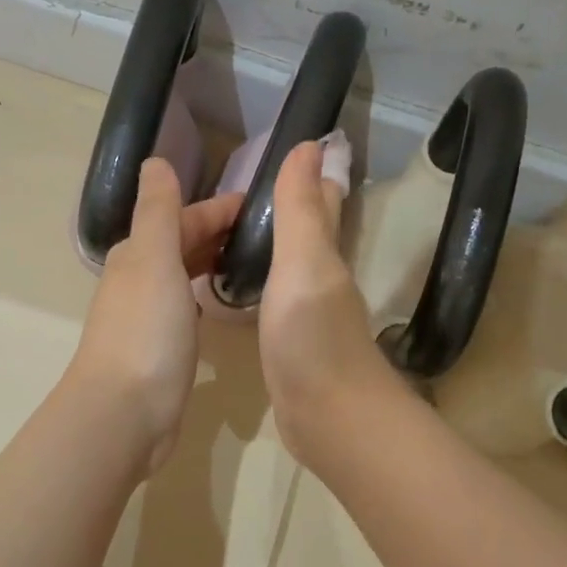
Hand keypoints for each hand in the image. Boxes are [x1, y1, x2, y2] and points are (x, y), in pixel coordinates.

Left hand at [66, 159, 244, 476]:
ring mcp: (148, 317)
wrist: (124, 412)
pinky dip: (202, 296)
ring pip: (181, 276)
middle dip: (216, 233)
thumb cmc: (146, 331)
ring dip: (209, 262)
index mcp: (137, 255)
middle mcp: (138, 281)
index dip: (216, 209)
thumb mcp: (154, 259)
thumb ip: (158, 211)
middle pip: (180, 244)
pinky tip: (220, 304)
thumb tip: (155, 161)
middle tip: (264, 233)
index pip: (181, 218)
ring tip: (250, 261)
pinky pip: (185, 309)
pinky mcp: (160, 349)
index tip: (258, 206)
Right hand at [260, 141, 400, 463]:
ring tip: (236, 230)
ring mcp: (307, 317)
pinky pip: (272, 302)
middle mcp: (321, 281)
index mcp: (324, 256)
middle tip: (250, 187)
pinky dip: (260, 285)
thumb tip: (310, 145)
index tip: (292, 146)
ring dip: (272, 245)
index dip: (310, 174)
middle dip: (290, 206)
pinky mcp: (291, 348)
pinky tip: (239, 290)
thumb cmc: (313, 339)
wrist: (330, 420)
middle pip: (307, 233)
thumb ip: (301, 211)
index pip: (320, 203)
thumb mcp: (303, 266)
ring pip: (289, 267)